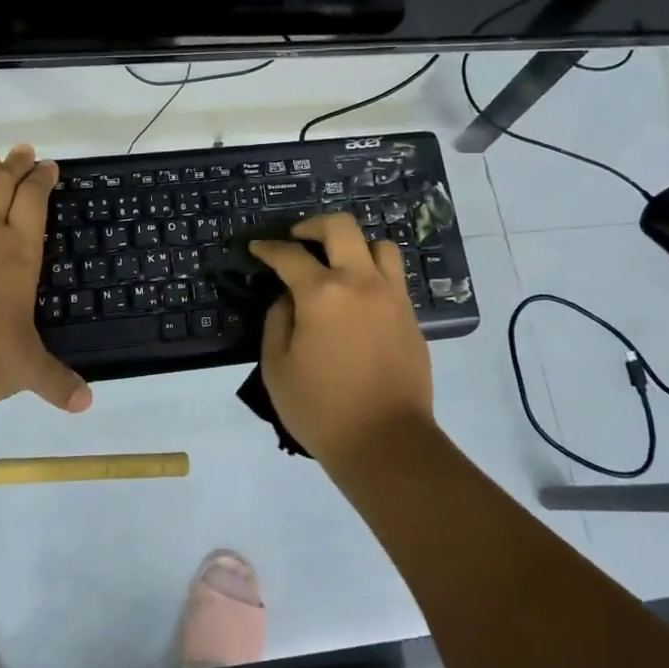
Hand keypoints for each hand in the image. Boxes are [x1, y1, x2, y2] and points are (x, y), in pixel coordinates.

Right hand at [249, 213, 433, 467]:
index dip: (269, 248)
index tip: (257, 247)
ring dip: (354, 245)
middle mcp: (361, 282)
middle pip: (341, 227)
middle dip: (313, 225)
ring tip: (338, 263)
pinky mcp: (411, 316)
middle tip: (298, 238)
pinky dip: (373, 272)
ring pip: (379, 245)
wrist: (386, 442)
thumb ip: (277, 321)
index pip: (290, 255)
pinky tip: (359, 294)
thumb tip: (288, 298)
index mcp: (322, 294)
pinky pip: (393, 276)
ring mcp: (392, 296)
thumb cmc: (321, 409)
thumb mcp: (277, 367)